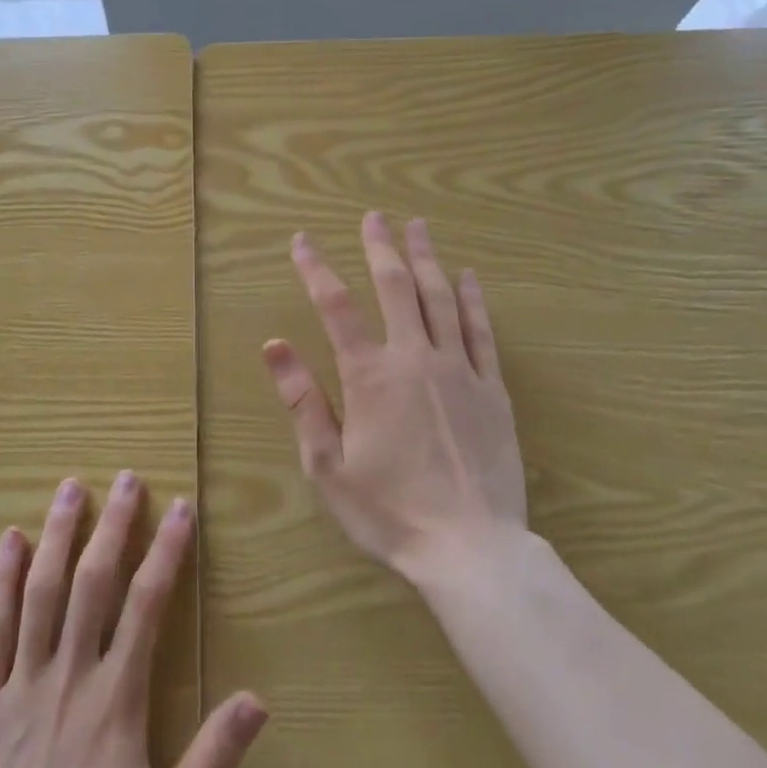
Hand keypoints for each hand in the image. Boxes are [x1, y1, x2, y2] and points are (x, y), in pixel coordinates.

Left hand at [0, 474, 268, 767]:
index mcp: (116, 700)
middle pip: (93, 582)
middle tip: (127, 478)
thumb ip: (212, 761)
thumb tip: (259, 699)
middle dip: (114, 525)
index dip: (167, 551)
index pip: (147, 604)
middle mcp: (70, 676)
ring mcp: (21, 685)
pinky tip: (8, 540)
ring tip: (71, 488)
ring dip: (58, 535)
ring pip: (41, 592)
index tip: (181, 508)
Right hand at [264, 212, 528, 583]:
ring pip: (441, 298)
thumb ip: (302, 400)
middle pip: (396, 287)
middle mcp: (414, 358)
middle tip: (374, 217)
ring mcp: (459, 370)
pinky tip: (468, 276)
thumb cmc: (389, 512)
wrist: (471, 551)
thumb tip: (274, 344)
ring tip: (418, 227)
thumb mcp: (327, 465)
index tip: (302, 241)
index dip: (315, 268)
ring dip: (427, 258)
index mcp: (369, 376)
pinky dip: (473, 299)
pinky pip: (481, 331)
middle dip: (380, 247)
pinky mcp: (492, 389)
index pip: (335, 306)